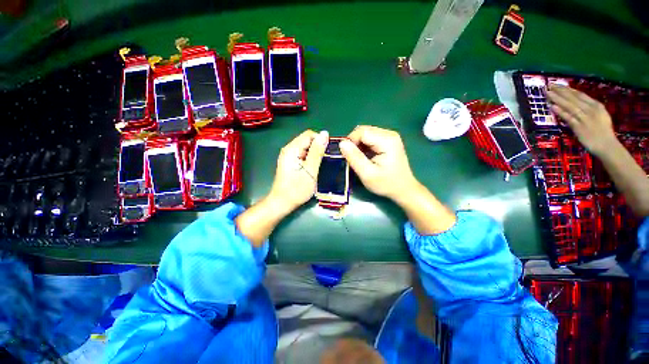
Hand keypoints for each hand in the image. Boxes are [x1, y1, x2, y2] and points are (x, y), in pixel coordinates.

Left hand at [269, 129, 328, 212]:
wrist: (282, 203)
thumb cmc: (297, 189)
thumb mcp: (311, 170)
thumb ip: (317, 152)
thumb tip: (325, 134)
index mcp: (292, 149)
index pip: (309, 135)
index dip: (321, 140)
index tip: (329, 152)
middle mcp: (289, 149)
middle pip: (307, 140)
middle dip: (318, 147)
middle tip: (325, 160)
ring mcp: (288, 156)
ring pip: (306, 148)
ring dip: (315, 154)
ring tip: (320, 165)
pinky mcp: (290, 162)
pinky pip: (302, 154)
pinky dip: (310, 158)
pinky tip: (313, 168)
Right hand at [339, 126, 416, 199]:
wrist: (403, 189)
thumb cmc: (386, 183)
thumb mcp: (367, 174)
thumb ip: (354, 158)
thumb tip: (342, 143)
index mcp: (387, 140)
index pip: (361, 132)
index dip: (351, 142)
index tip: (348, 156)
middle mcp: (389, 134)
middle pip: (363, 130)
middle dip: (354, 143)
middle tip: (353, 159)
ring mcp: (389, 136)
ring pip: (365, 134)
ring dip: (358, 145)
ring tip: (360, 159)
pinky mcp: (387, 140)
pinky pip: (369, 138)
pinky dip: (363, 146)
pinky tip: (365, 157)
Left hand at [547, 84, 618, 155]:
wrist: (607, 145)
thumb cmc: (603, 131)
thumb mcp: (599, 115)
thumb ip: (589, 108)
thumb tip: (577, 102)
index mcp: (596, 105)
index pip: (579, 95)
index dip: (567, 89)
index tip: (557, 85)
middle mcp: (591, 109)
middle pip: (573, 98)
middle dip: (560, 91)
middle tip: (549, 85)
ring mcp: (585, 118)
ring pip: (569, 106)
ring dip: (557, 99)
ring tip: (547, 93)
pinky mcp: (580, 127)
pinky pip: (568, 118)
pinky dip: (560, 112)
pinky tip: (552, 106)